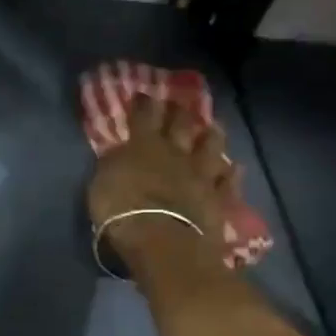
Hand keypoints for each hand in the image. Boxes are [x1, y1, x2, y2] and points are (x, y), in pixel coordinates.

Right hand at [87, 96, 229, 271]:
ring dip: (212, 135)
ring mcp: (200, 175)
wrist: (163, 242)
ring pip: (211, 147)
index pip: (143, 115)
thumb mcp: (101, 184)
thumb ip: (112, 164)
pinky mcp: (218, 199)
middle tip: (179, 103)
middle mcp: (175, 153)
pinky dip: (231, 174)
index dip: (143, 103)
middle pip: (181, 124)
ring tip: (214, 126)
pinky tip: (234, 167)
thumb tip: (119, 151)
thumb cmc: (122, 212)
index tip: (143, 93)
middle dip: (179, 111)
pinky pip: (227, 182)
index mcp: (143, 146)